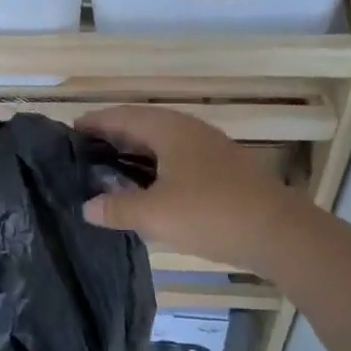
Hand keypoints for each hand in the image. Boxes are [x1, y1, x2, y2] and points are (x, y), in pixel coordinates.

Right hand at [76, 106, 299, 272]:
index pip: (123, 116)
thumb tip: (87, 207)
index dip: (96, 122)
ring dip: (134, 153)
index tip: (70, 131)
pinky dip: (154, 168)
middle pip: (143, 126)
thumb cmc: (211, 214)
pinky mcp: (222, 171)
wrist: (279, 233)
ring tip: (108, 170)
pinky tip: (147, 189)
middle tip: (83, 152)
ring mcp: (209, 149)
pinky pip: (176, 160)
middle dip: (113, 136)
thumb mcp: (155, 214)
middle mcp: (189, 131)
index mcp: (169, 129)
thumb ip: (117, 207)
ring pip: (162, 144)